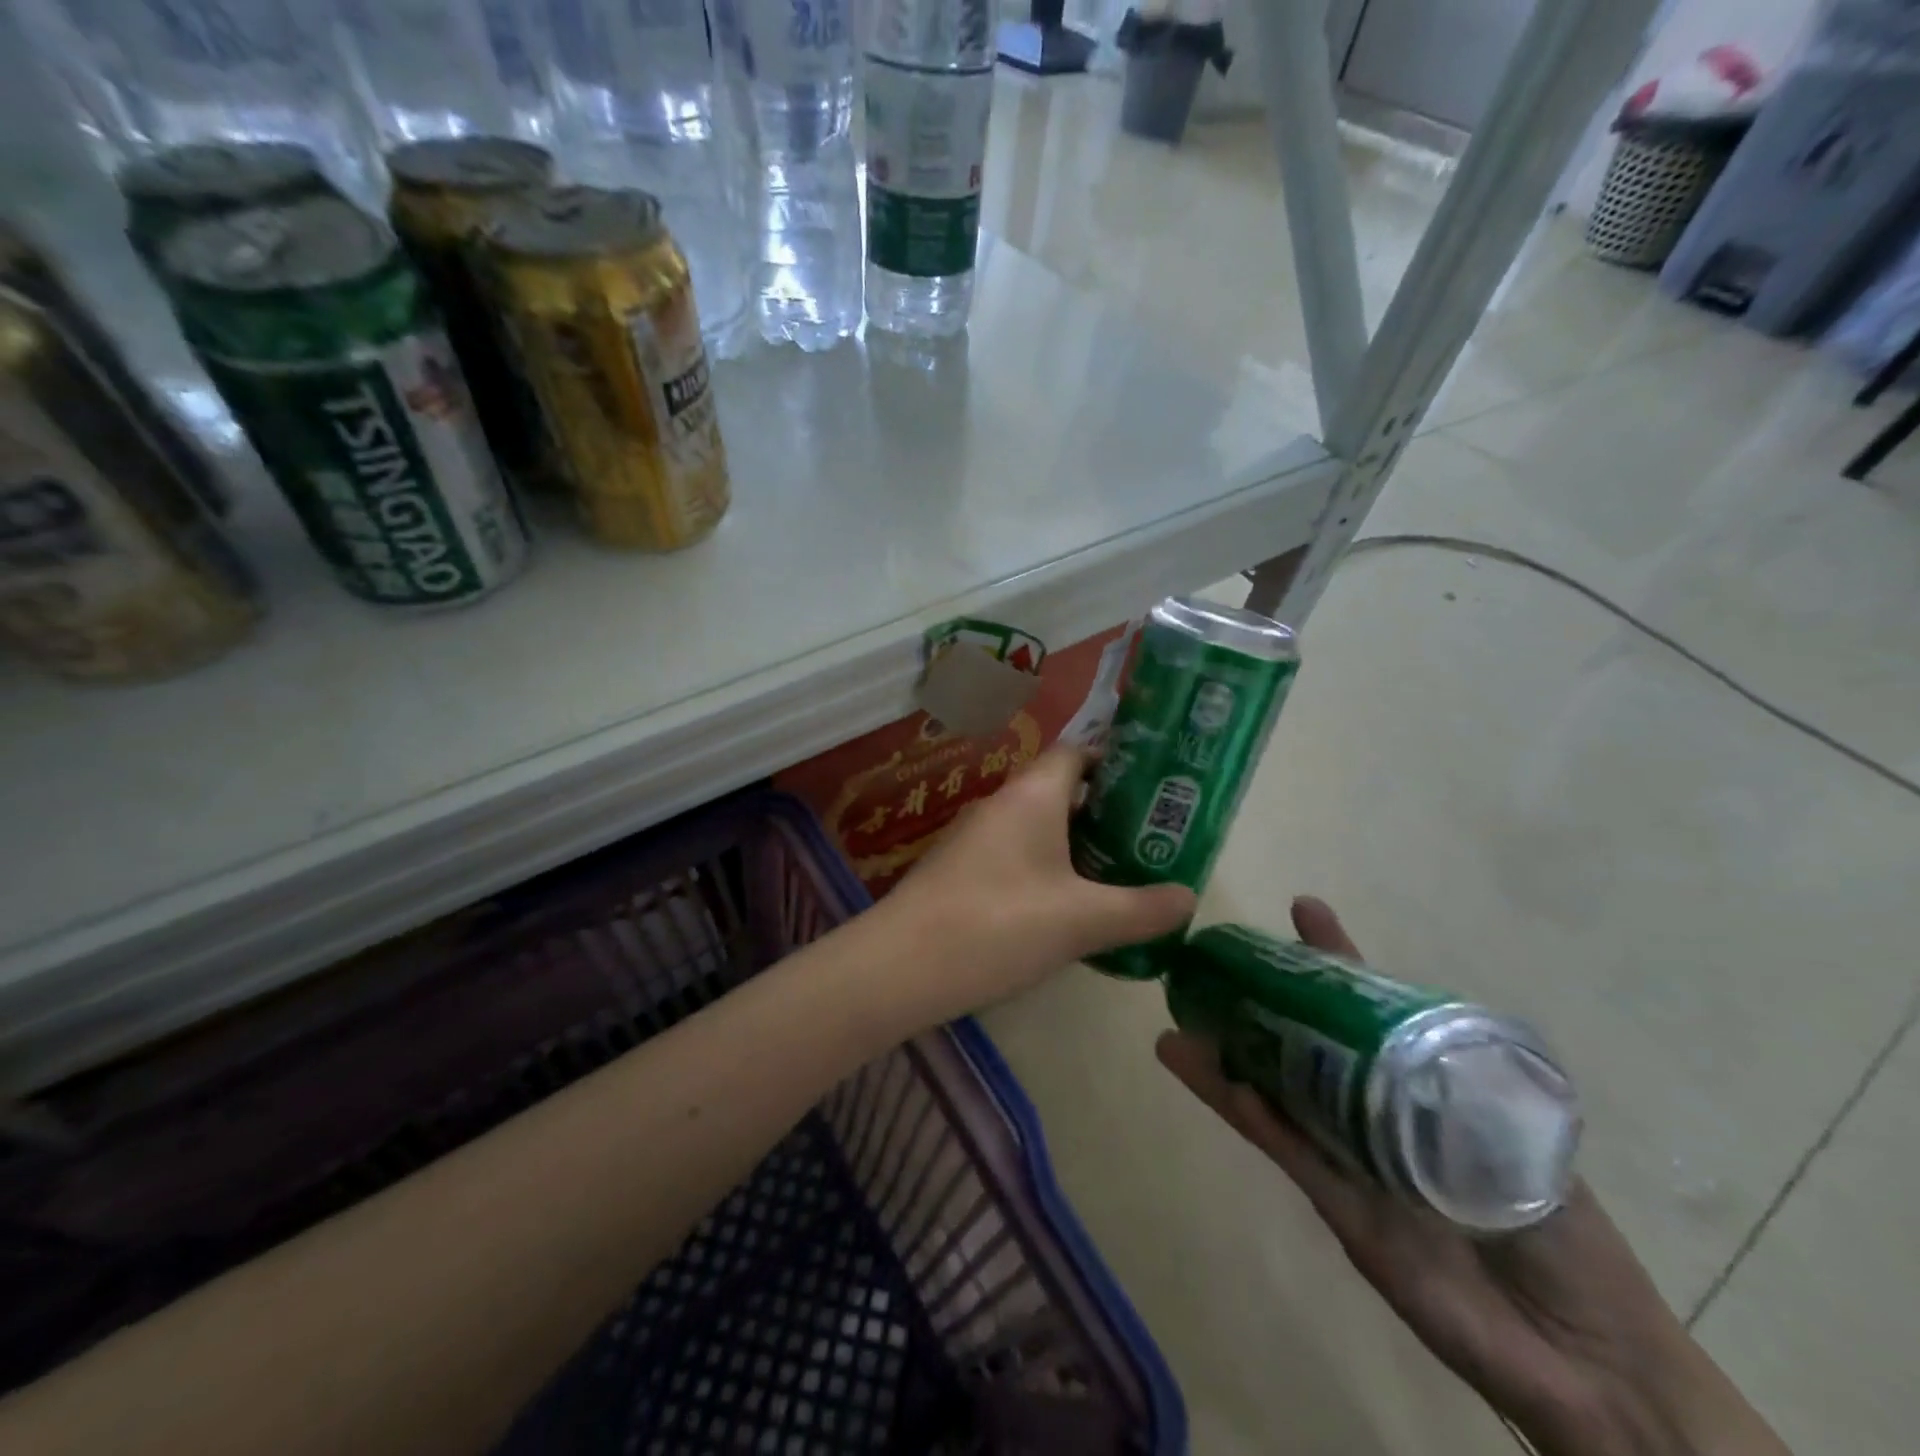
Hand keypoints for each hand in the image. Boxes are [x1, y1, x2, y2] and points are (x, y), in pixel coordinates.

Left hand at [878, 745, 1194, 1023]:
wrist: (902, 965)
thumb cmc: (1000, 925)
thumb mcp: (1083, 921)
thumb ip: (1141, 909)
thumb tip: (1189, 897)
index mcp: (1032, 795)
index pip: (1077, 752)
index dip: (1114, 763)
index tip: (1152, 790)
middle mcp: (1001, 803)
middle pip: (1060, 791)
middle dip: (1104, 813)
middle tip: (1146, 841)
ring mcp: (973, 836)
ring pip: (1036, 826)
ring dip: (1074, 845)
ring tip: (1116, 876)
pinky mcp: (958, 869)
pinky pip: (1013, 854)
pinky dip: (1043, 868)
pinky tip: (1063, 908)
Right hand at [1157, 898, 1790, 1455]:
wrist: (1589, 1366)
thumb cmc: (1570, 1241)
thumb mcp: (1524, 1139)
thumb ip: (1466, 1085)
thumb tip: (1409, 1012)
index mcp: (1419, 1090)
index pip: (1369, 1011)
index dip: (1334, 962)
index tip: (1302, 910)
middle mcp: (1372, 1116)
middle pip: (1305, 1047)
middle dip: (1258, 1005)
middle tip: (1208, 966)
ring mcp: (1350, 1161)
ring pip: (1277, 1098)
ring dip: (1226, 1064)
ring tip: (1176, 1031)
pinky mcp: (1341, 1211)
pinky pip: (1290, 1155)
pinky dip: (1254, 1119)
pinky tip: (1220, 1086)